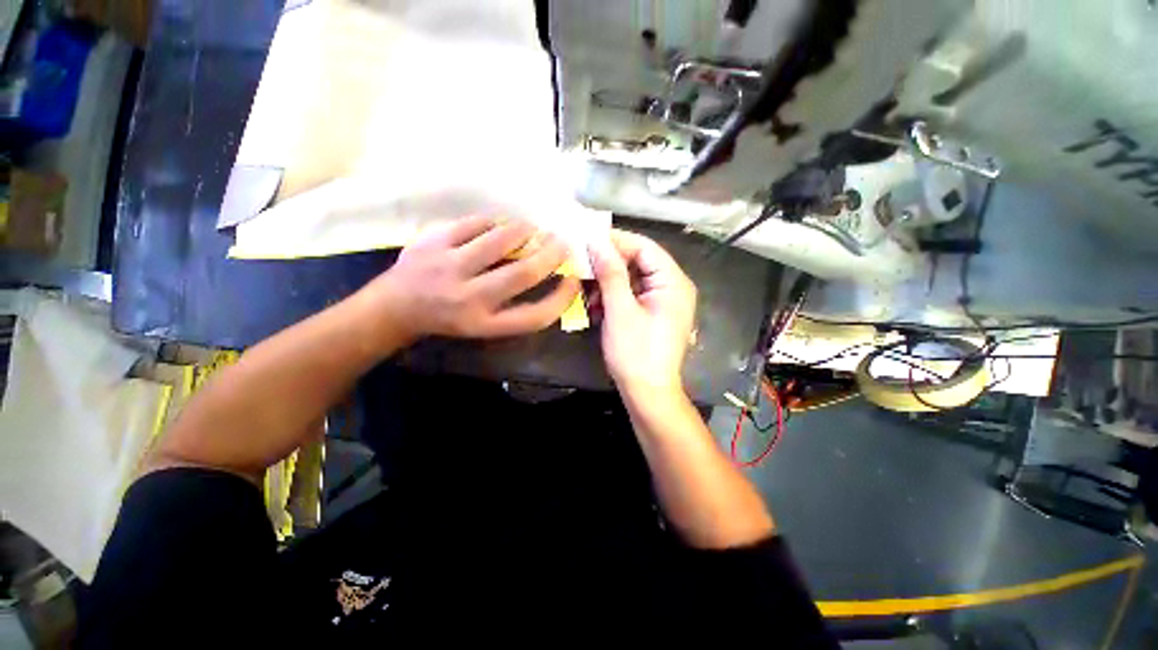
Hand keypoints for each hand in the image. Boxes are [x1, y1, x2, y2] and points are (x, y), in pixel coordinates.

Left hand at [362, 215, 580, 343]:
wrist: (395, 307)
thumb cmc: (450, 319)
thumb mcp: (485, 324)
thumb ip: (517, 307)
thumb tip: (551, 275)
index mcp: (484, 324)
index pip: (536, 316)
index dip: (562, 298)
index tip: (574, 281)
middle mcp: (469, 298)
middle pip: (523, 274)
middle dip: (551, 255)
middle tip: (562, 243)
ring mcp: (449, 267)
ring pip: (500, 240)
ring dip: (525, 231)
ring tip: (534, 229)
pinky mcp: (433, 241)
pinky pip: (475, 224)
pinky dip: (494, 222)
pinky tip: (500, 225)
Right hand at [589, 229, 696, 397]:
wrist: (648, 394)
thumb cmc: (635, 353)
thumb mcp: (620, 310)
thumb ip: (611, 272)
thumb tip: (597, 240)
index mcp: (673, 282)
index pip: (644, 247)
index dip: (615, 240)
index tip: (586, 239)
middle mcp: (673, 286)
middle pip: (639, 261)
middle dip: (609, 264)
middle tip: (581, 264)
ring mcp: (663, 301)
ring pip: (632, 278)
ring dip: (608, 282)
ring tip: (586, 290)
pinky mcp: (653, 312)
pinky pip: (632, 294)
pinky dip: (613, 296)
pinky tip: (596, 305)